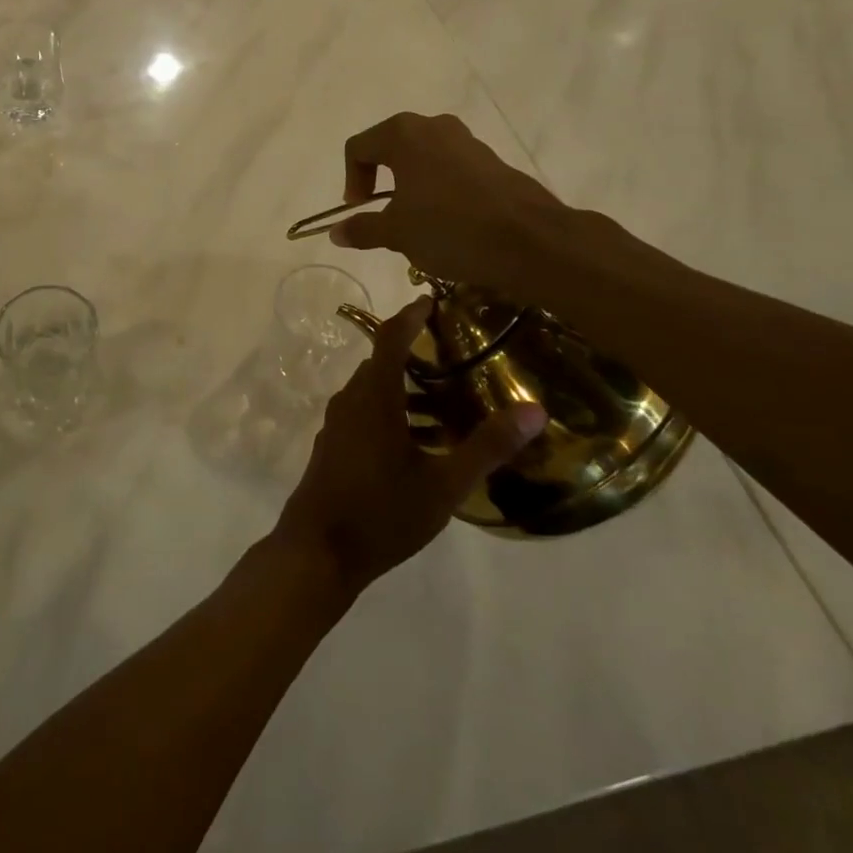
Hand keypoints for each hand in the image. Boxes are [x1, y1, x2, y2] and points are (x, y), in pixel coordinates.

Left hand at [272, 298, 546, 595]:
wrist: (318, 552)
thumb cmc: (382, 512)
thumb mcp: (443, 483)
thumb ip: (487, 446)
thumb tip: (534, 410)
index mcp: (374, 397)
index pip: (390, 338)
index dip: (411, 316)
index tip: (432, 299)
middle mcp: (351, 401)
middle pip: (382, 364)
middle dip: (416, 355)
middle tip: (456, 356)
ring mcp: (338, 425)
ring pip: (375, 392)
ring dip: (407, 390)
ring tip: (449, 404)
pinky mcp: (334, 447)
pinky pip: (366, 414)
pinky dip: (394, 413)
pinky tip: (422, 443)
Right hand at [332, 112, 571, 290]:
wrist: (531, 240)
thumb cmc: (451, 229)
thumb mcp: (397, 234)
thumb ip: (363, 229)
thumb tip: (336, 232)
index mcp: (403, 135)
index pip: (358, 148)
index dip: (351, 180)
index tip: (358, 211)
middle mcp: (434, 127)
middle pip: (390, 146)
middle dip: (379, 179)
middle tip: (381, 213)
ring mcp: (467, 140)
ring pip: (423, 156)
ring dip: (410, 184)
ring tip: (415, 220)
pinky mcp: (491, 159)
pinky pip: (450, 167)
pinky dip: (438, 187)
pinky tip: (448, 221)